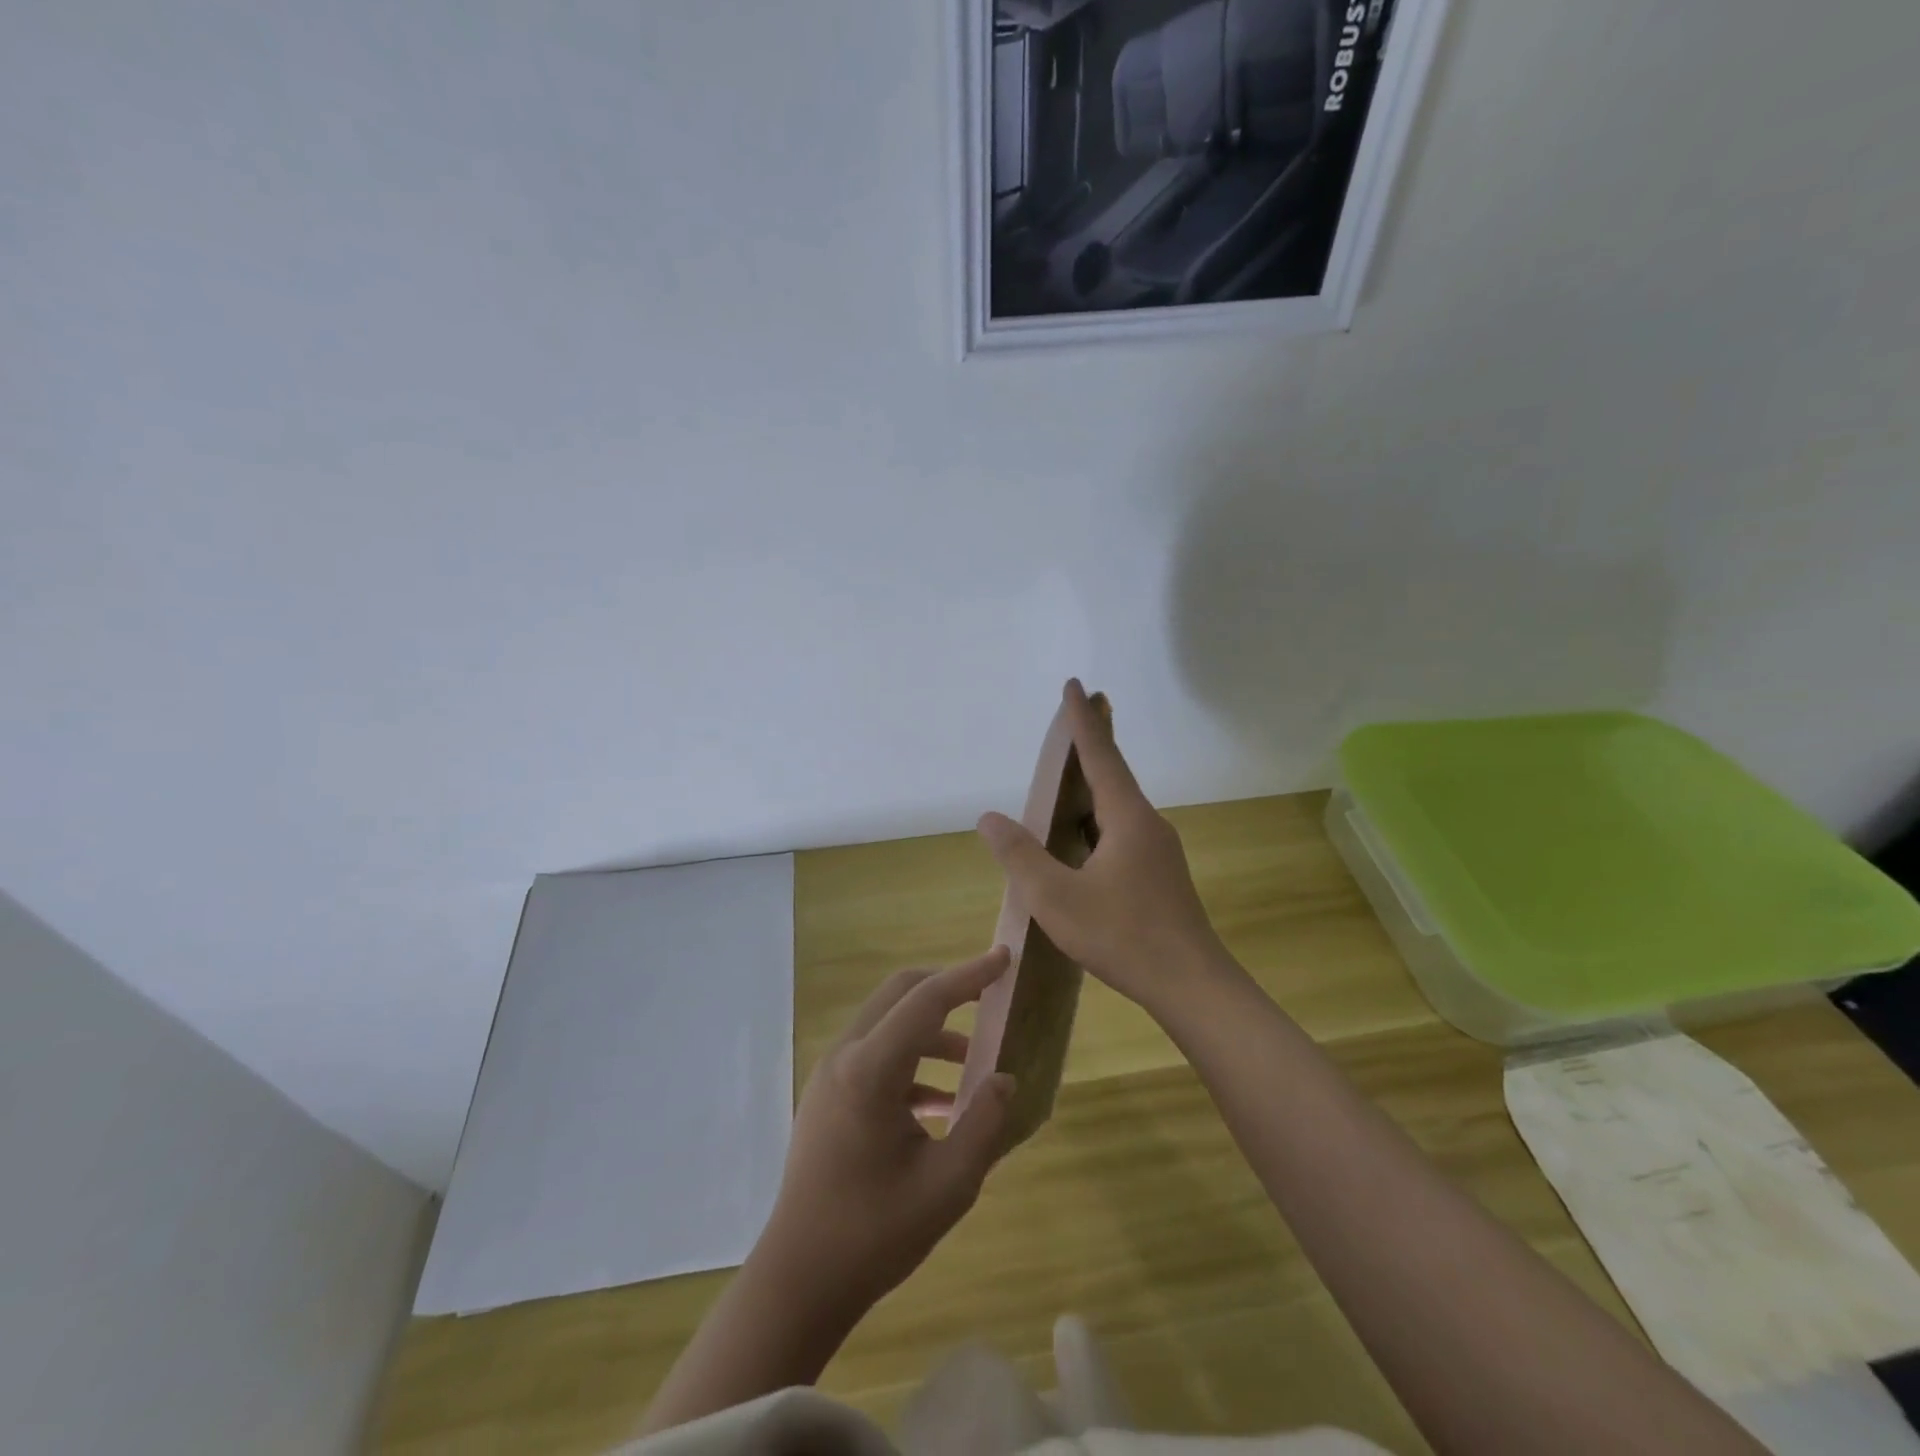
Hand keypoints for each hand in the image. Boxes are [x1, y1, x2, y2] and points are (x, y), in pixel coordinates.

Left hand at [754, 950, 1017, 1316]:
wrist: (798, 1280)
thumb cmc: (873, 1234)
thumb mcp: (947, 1186)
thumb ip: (984, 1124)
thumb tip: (1004, 1078)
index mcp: (870, 1071)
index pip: (927, 1000)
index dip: (969, 975)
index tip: (1003, 958)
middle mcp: (845, 1056)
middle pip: (900, 994)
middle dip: (948, 989)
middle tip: (990, 997)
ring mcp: (831, 1074)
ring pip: (888, 1023)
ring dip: (932, 1031)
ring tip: (976, 1064)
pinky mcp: (828, 1095)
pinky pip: (877, 1056)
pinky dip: (913, 1063)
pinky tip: (943, 1103)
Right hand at [976, 679, 1236, 1019]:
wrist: (1191, 985)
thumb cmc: (1122, 935)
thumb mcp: (1056, 897)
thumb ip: (1021, 855)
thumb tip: (989, 817)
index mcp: (1127, 818)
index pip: (1100, 755)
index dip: (1082, 720)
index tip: (1075, 685)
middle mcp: (1147, 824)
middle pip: (1114, 774)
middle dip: (1091, 745)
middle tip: (1074, 718)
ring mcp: (1158, 851)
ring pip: (1118, 808)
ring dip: (1094, 787)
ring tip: (1068, 780)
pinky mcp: (1160, 876)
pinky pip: (1122, 833)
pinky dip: (1098, 820)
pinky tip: (1082, 841)